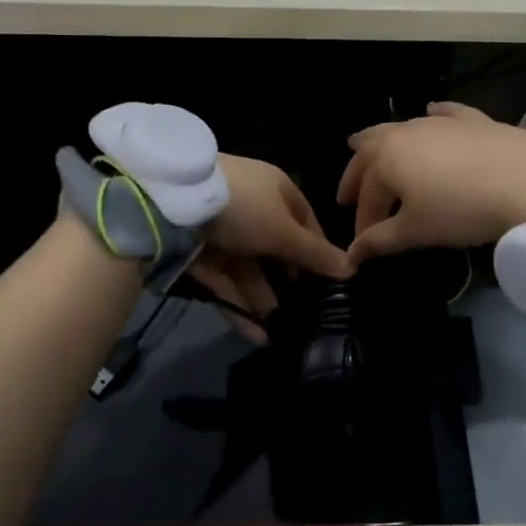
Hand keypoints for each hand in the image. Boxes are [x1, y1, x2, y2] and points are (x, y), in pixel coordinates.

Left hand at [192, 156, 350, 338]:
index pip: (304, 220)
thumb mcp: (285, 231)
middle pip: (275, 248)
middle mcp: (250, 207)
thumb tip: (352, 268)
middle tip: (305, 313)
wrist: (173, 203)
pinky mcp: (198, 252)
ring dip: (263, 300)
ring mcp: (222, 230)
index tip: (329, 281)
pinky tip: (256, 335)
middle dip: (287, 282)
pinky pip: (224, 281)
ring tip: (281, 333)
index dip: (317, 250)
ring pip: (248, 269)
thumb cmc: (244, 208)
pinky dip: (239, 305)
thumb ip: (315, 254)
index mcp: (275, 190)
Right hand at [337, 102, 525, 262]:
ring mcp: (440, 123)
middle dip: (357, 175)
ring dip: (382, 141)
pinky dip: (433, 115)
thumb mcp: (416, 231)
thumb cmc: (460, 209)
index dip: (363, 224)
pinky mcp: (473, 120)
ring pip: (401, 128)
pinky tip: (431, 111)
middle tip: (346, 194)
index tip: (363, 247)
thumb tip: (353, 255)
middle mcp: (406, 133)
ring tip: (367, 145)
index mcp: (386, 158)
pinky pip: (445, 113)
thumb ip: (381, 241)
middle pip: (371, 152)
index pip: (367, 196)